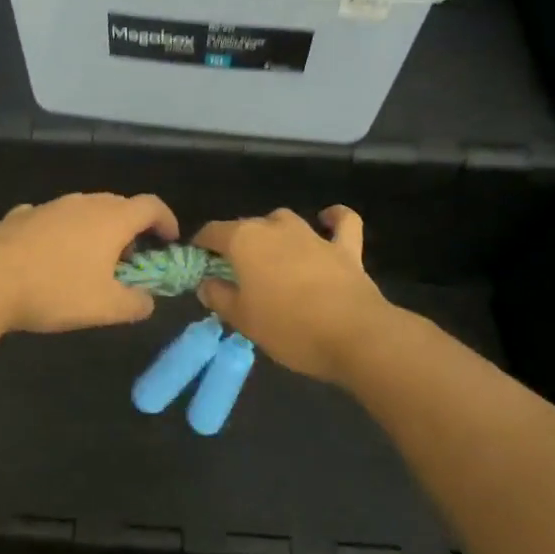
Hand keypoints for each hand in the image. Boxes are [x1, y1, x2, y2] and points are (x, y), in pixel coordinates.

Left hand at [0, 192, 180, 333]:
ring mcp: (50, 205)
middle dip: (130, 229)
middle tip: (130, 260)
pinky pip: (52, 220)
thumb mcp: (106, 308)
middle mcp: (84, 202)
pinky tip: (50, 258)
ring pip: (84, 210)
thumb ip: (136, 304)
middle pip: (118, 206)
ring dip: (95, 231)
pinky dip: (62, 234)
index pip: (151, 205)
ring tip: (90, 262)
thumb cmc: (56, 290)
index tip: (169, 241)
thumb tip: (147, 301)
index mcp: (112, 218)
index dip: (166, 220)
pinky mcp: (21, 215)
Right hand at [193, 207, 397, 383]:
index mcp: (244, 240)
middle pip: (246, 226)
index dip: (202, 246)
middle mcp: (274, 227)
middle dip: (237, 244)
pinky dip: (333, 218)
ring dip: (274, 233)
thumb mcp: (243, 320)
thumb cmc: (289, 328)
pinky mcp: (344, 247)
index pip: (212, 232)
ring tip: (272, 258)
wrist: (355, 335)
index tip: (199, 264)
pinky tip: (327, 220)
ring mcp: (311, 234)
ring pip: (284, 221)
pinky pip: (341, 222)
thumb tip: (206, 284)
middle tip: (235, 274)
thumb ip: (219, 297)